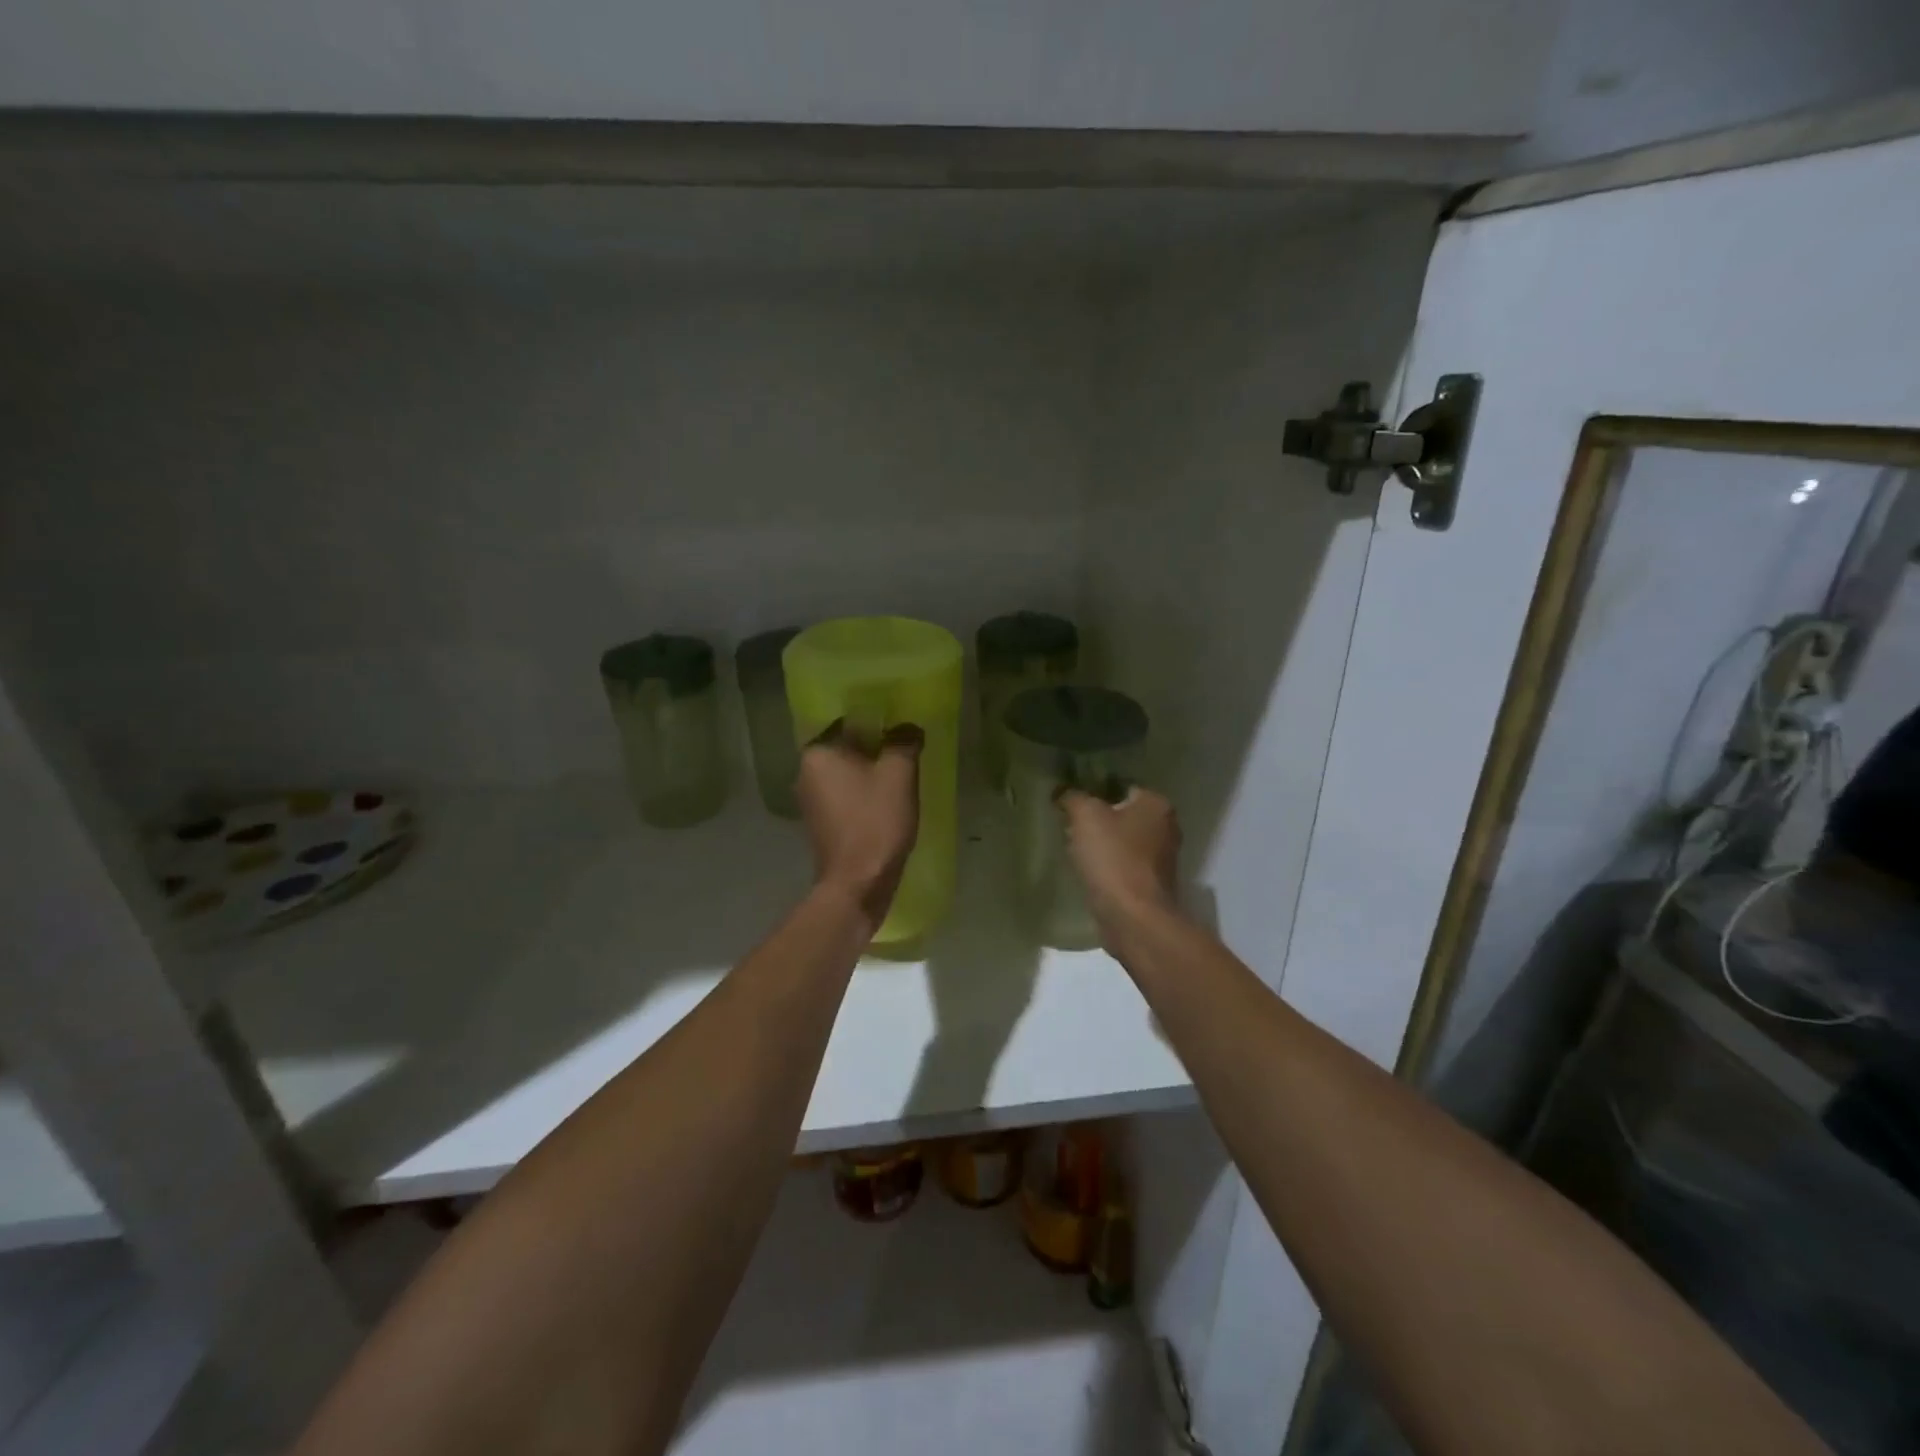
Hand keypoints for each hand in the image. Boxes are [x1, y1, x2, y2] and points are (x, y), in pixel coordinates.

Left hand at [798, 722, 923, 930]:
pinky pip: (844, 795)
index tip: (901, 729)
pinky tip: (885, 803)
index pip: (849, 721)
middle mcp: (805, 771)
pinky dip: (862, 794)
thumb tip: (907, 727)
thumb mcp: (899, 774)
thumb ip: (904, 741)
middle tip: (905, 753)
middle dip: (875, 748)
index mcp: (818, 752)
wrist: (857, 883)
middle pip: (847, 747)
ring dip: (869, 773)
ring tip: (899, 778)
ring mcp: (809, 799)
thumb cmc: (875, 821)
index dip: (878, 722)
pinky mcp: (818, 822)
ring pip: (846, 772)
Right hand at [1057, 787, 1181, 943]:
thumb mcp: (1086, 816)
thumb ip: (1073, 797)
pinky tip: (1088, 873)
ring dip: (1103, 846)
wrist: (1133, 918)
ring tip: (1075, 850)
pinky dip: (1108, 867)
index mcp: (1157, 804)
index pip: (1122, 786)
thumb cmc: (1113, 858)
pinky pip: (1124, 866)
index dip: (1094, 792)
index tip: (1072, 802)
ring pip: (1124, 842)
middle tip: (1070, 825)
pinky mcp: (1152, 885)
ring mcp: (1162, 859)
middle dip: (1098, 820)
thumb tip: (1064, 792)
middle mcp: (1167, 828)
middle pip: (1123, 815)